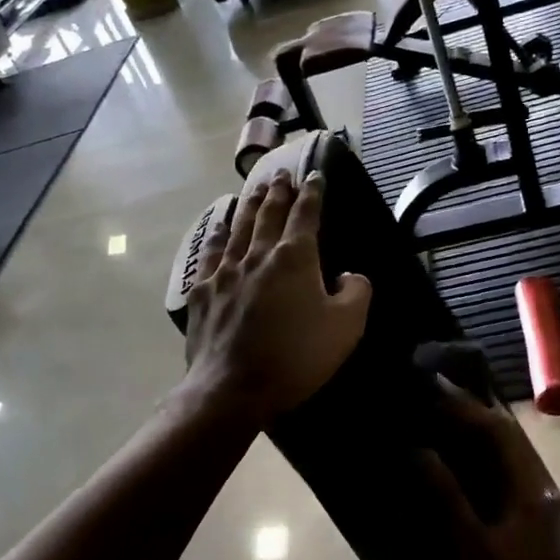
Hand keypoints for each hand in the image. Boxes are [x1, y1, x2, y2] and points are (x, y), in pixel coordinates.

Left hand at [181, 168, 372, 425]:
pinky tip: (219, 225)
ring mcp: (226, 270)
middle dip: (277, 190)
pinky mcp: (203, 290)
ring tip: (254, 188)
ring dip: (249, 203)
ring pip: (239, 226)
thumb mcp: (346, 327)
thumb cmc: (295, 357)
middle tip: (280, 172)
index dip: (312, 192)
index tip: (314, 174)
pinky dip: (218, 233)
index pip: (306, 213)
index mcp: (295, 257)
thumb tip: (349, 275)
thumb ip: (356, 292)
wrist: (232, 387)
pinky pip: (211, 251)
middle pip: (268, 212)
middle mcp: (258, 253)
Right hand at [420, 378, 559, 559]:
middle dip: (473, 415)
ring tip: (444, 428)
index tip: (431, 388)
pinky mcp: (545, 533)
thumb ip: (447, 497)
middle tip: (434, 401)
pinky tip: (466, 474)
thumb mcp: (472, 552)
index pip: (497, 431)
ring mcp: (549, 513)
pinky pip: (513, 481)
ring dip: (481, 439)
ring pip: (513, 460)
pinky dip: (487, 465)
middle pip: (509, 439)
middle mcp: (546, 491)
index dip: (463, 406)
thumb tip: (419, 450)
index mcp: (532, 490)